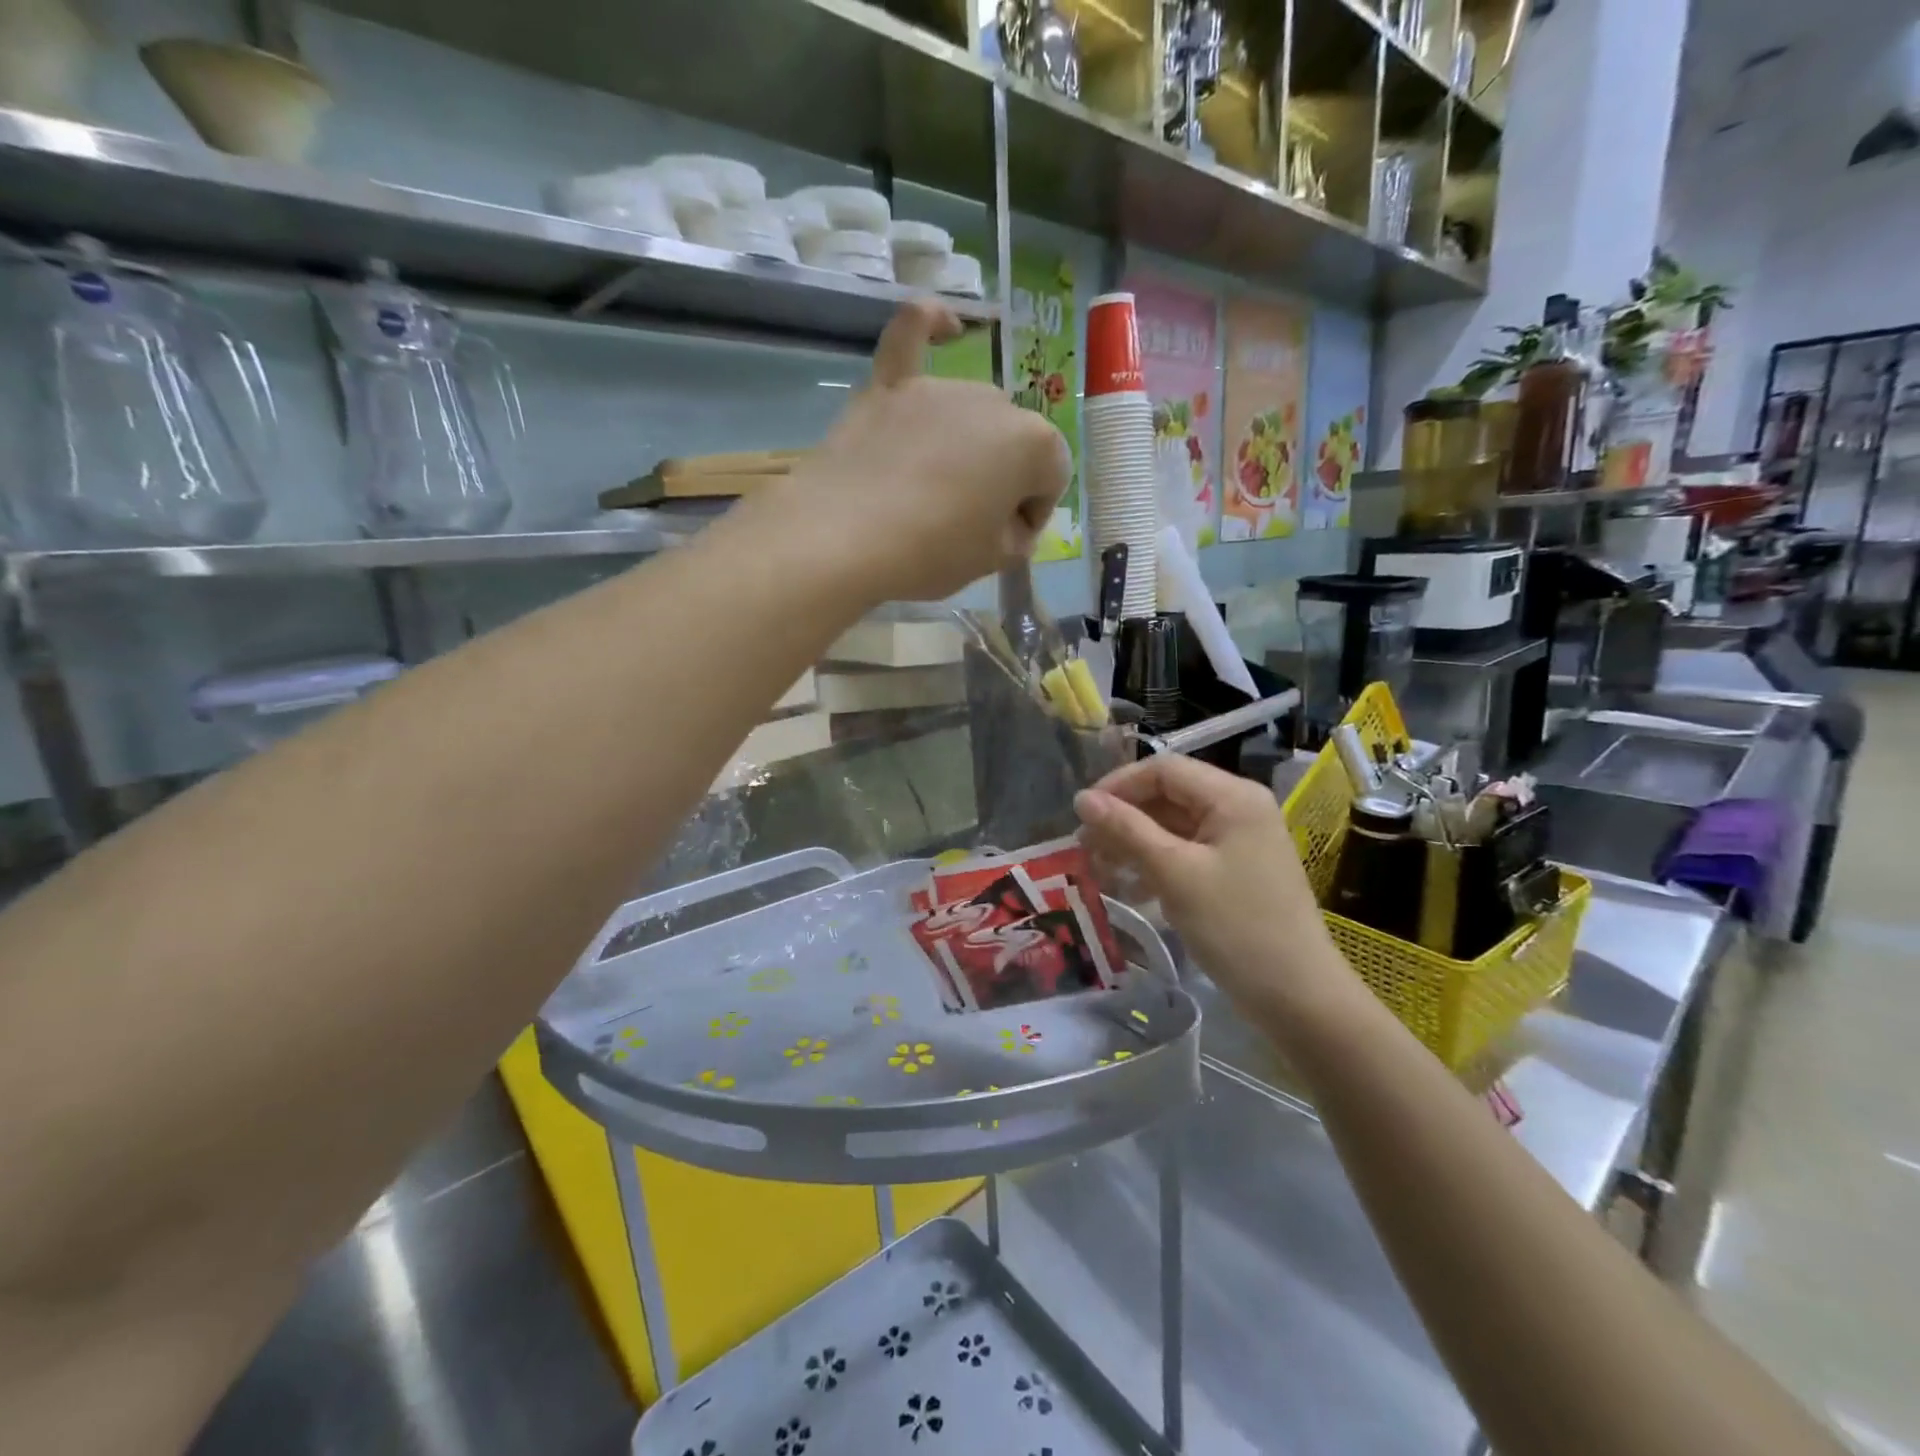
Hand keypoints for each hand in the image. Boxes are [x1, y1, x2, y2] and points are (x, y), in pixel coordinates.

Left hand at [761, 301, 1069, 601]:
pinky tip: (944, 322)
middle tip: (970, 522)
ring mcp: (938, 388)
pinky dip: (929, 322)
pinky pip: (912, 334)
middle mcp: (994, 402)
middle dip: (1001, 479)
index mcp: (1033, 443)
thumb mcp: (993, 560)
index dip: (1032, 513)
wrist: (845, 537)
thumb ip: (1016, 536)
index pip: (1051, 477)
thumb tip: (1008, 522)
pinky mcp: (889, 387)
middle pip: (1011, 443)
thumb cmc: (933, 553)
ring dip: (967, 444)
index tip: (1007, 541)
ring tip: (937, 487)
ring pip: (970, 413)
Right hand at [1075, 754, 1356, 1025]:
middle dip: (1123, 818)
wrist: (1298, 997)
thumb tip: (1082, 798)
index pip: (1163, 769)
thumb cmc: (1235, 927)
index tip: (1080, 815)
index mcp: (1232, 797)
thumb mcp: (1174, 873)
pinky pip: (1187, 852)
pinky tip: (1132, 888)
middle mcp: (1238, 808)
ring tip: (1099, 869)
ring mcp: (1239, 841)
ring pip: (1173, 826)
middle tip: (1084, 848)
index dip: (1118, 786)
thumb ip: (1126, 830)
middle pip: (1168, 796)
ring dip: (1134, 843)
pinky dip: (1156, 863)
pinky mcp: (1236, 870)